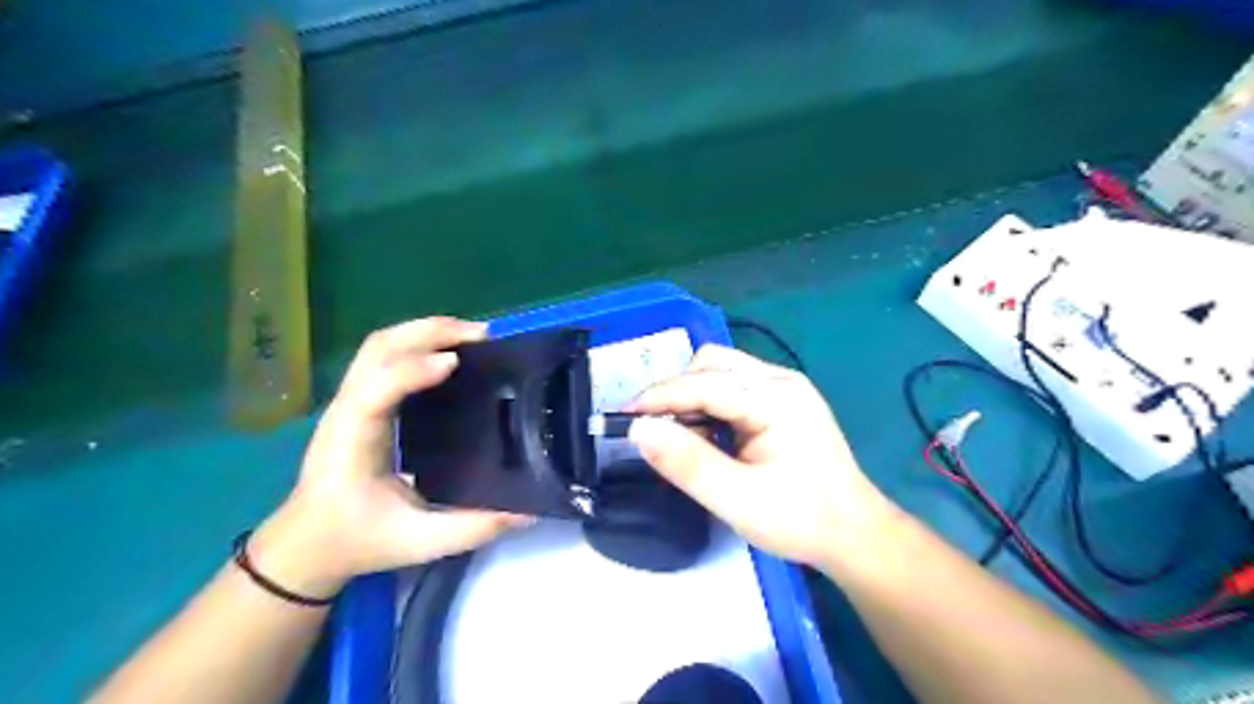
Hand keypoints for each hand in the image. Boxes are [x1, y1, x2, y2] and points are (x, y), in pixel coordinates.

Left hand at [249, 319, 525, 599]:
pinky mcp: (360, 402)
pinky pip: (386, 357)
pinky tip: (452, 352)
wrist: (307, 546)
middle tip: (481, 335)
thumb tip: (526, 512)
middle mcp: (347, 409)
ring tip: (472, 336)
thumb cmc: (356, 541)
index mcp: (353, 439)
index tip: (457, 363)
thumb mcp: (418, 542)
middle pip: (379, 347)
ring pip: (381, 345)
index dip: (414, 369)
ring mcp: (349, 401)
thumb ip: (472, 527)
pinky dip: (419, 343)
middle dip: (429, 331)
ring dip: (426, 331)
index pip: (376, 387)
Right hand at [626, 344, 900, 567]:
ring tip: (682, 437)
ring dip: (692, 396)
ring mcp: (785, 387)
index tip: (624, 416)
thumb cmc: (800, 519)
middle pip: (712, 364)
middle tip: (656, 431)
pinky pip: (734, 387)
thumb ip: (687, 463)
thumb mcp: (737, 499)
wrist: (854, 534)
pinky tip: (708, 435)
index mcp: (776, 398)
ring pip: (721, 371)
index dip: (660, 396)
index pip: (704, 383)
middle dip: (677, 392)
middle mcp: (780, 381)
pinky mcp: (783, 400)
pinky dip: (709, 404)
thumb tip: (640, 430)